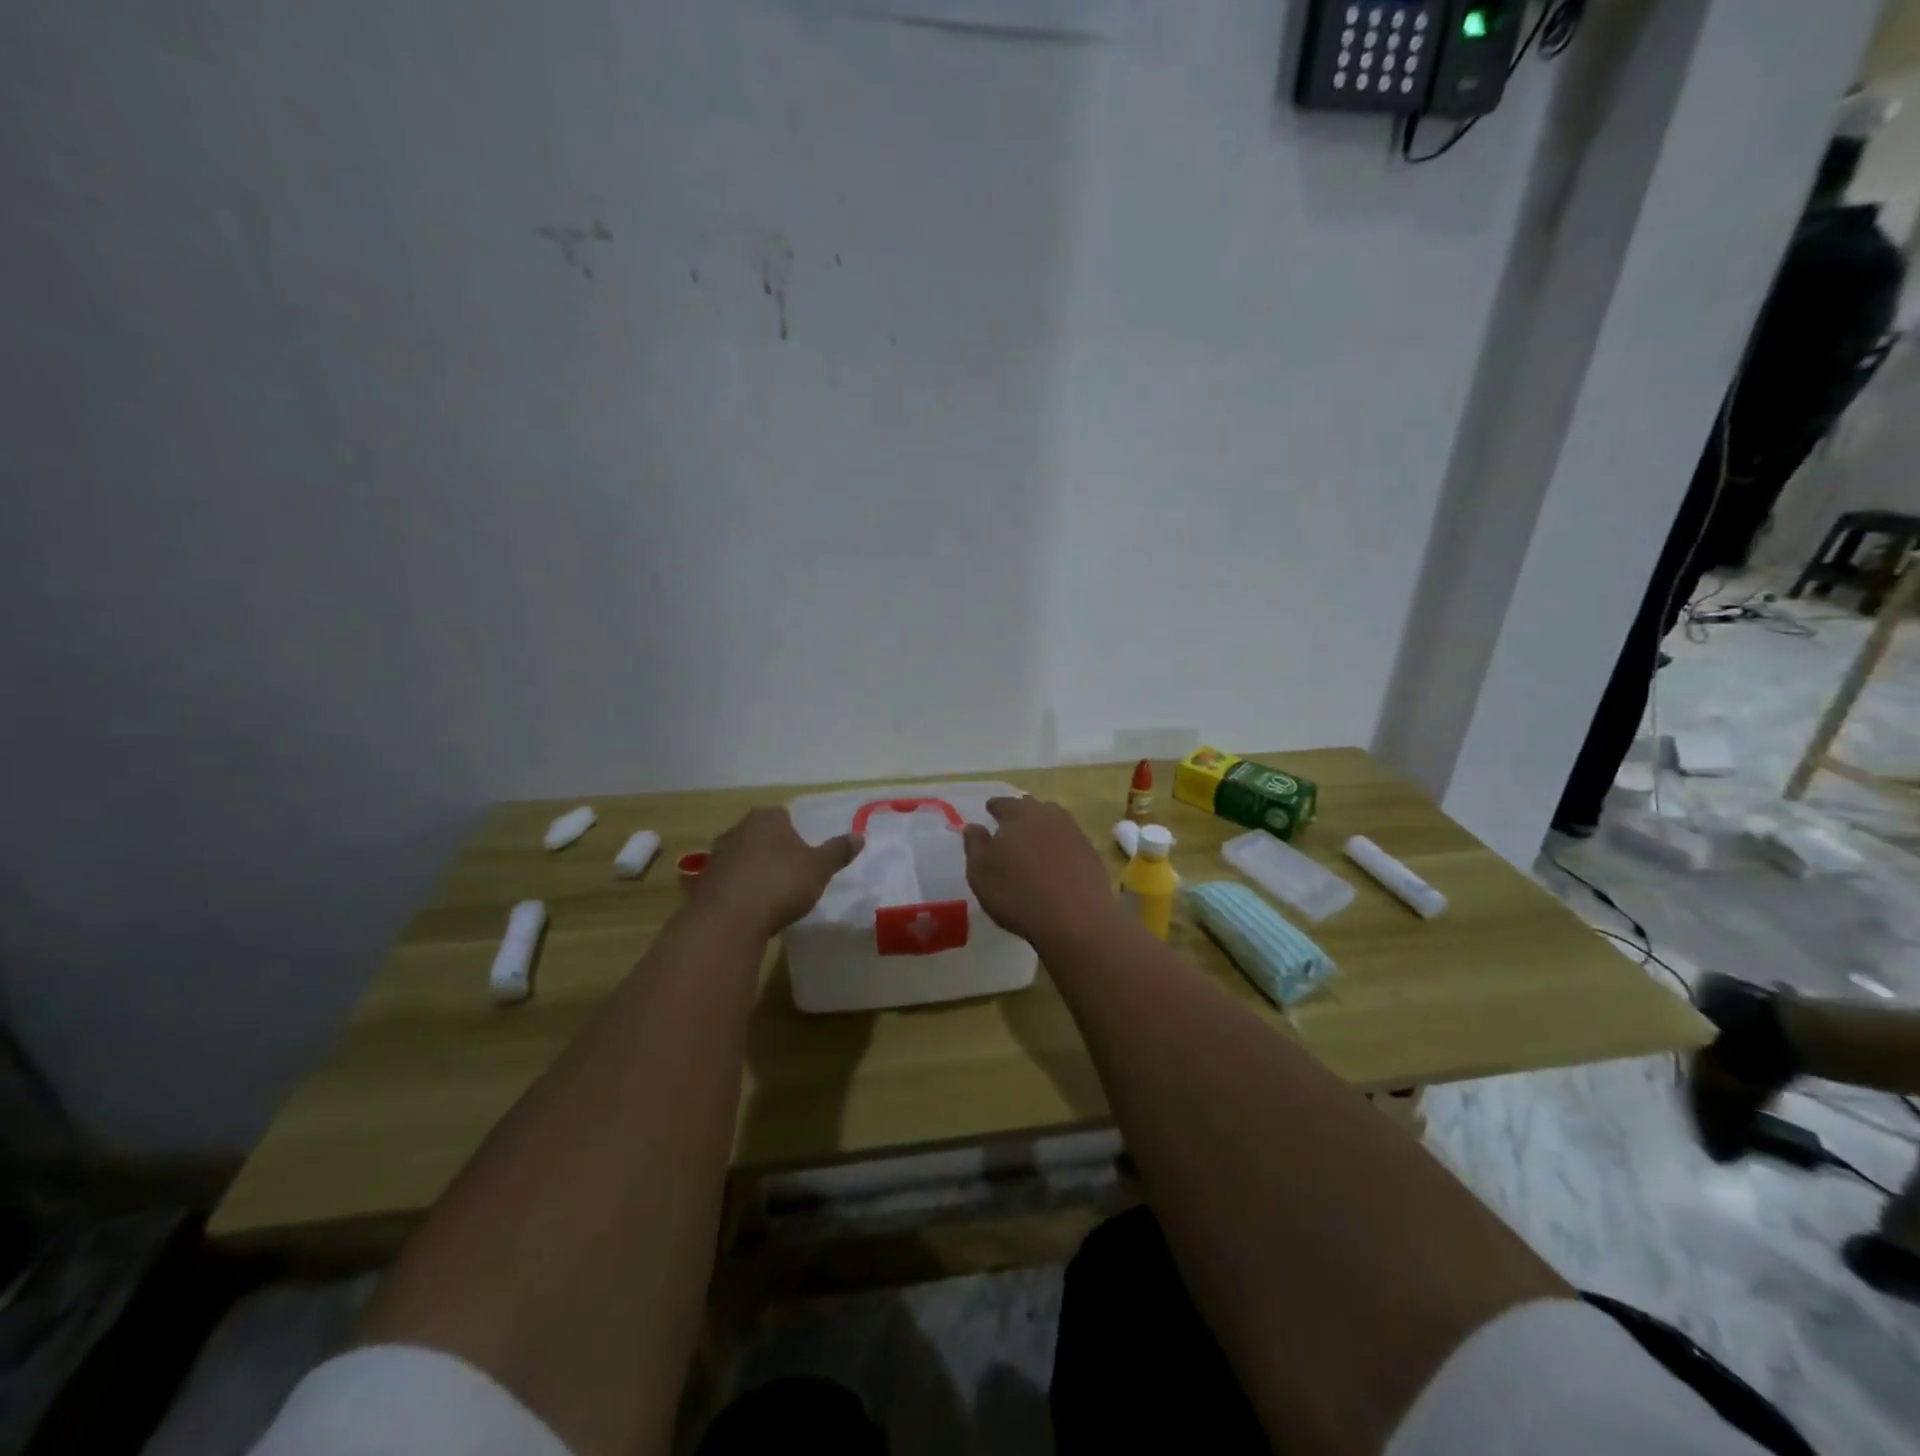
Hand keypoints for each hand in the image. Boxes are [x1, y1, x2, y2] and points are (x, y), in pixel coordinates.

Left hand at [695, 808, 861, 938]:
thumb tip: (860, 836)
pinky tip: (749, 910)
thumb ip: (838, 851)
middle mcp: (738, 828)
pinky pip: (728, 881)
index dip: (796, 835)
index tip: (805, 857)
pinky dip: (738, 890)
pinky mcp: (702, 882)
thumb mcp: (819, 869)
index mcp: (767, 818)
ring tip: (770, 896)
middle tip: (791, 875)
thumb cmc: (780, 884)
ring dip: (754, 871)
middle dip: (773, 851)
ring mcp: (717, 854)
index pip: (784, 816)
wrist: (728, 919)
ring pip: (742, 857)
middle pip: (761, 835)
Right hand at [961, 797, 1119, 949]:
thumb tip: (974, 826)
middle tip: (1012, 826)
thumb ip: (975, 844)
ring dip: (1043, 829)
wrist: (1075, 919)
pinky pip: (1070, 843)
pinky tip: (1056, 864)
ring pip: (1054, 823)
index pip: (1003, 804)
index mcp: (1018, 815)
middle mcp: (1048, 816)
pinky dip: (1060, 848)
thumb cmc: (1017, 893)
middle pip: (1031, 808)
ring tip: (1034, 844)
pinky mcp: (1091, 854)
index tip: (990, 811)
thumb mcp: (980, 872)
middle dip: (1020, 813)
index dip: (994, 807)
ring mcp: (1074, 833)